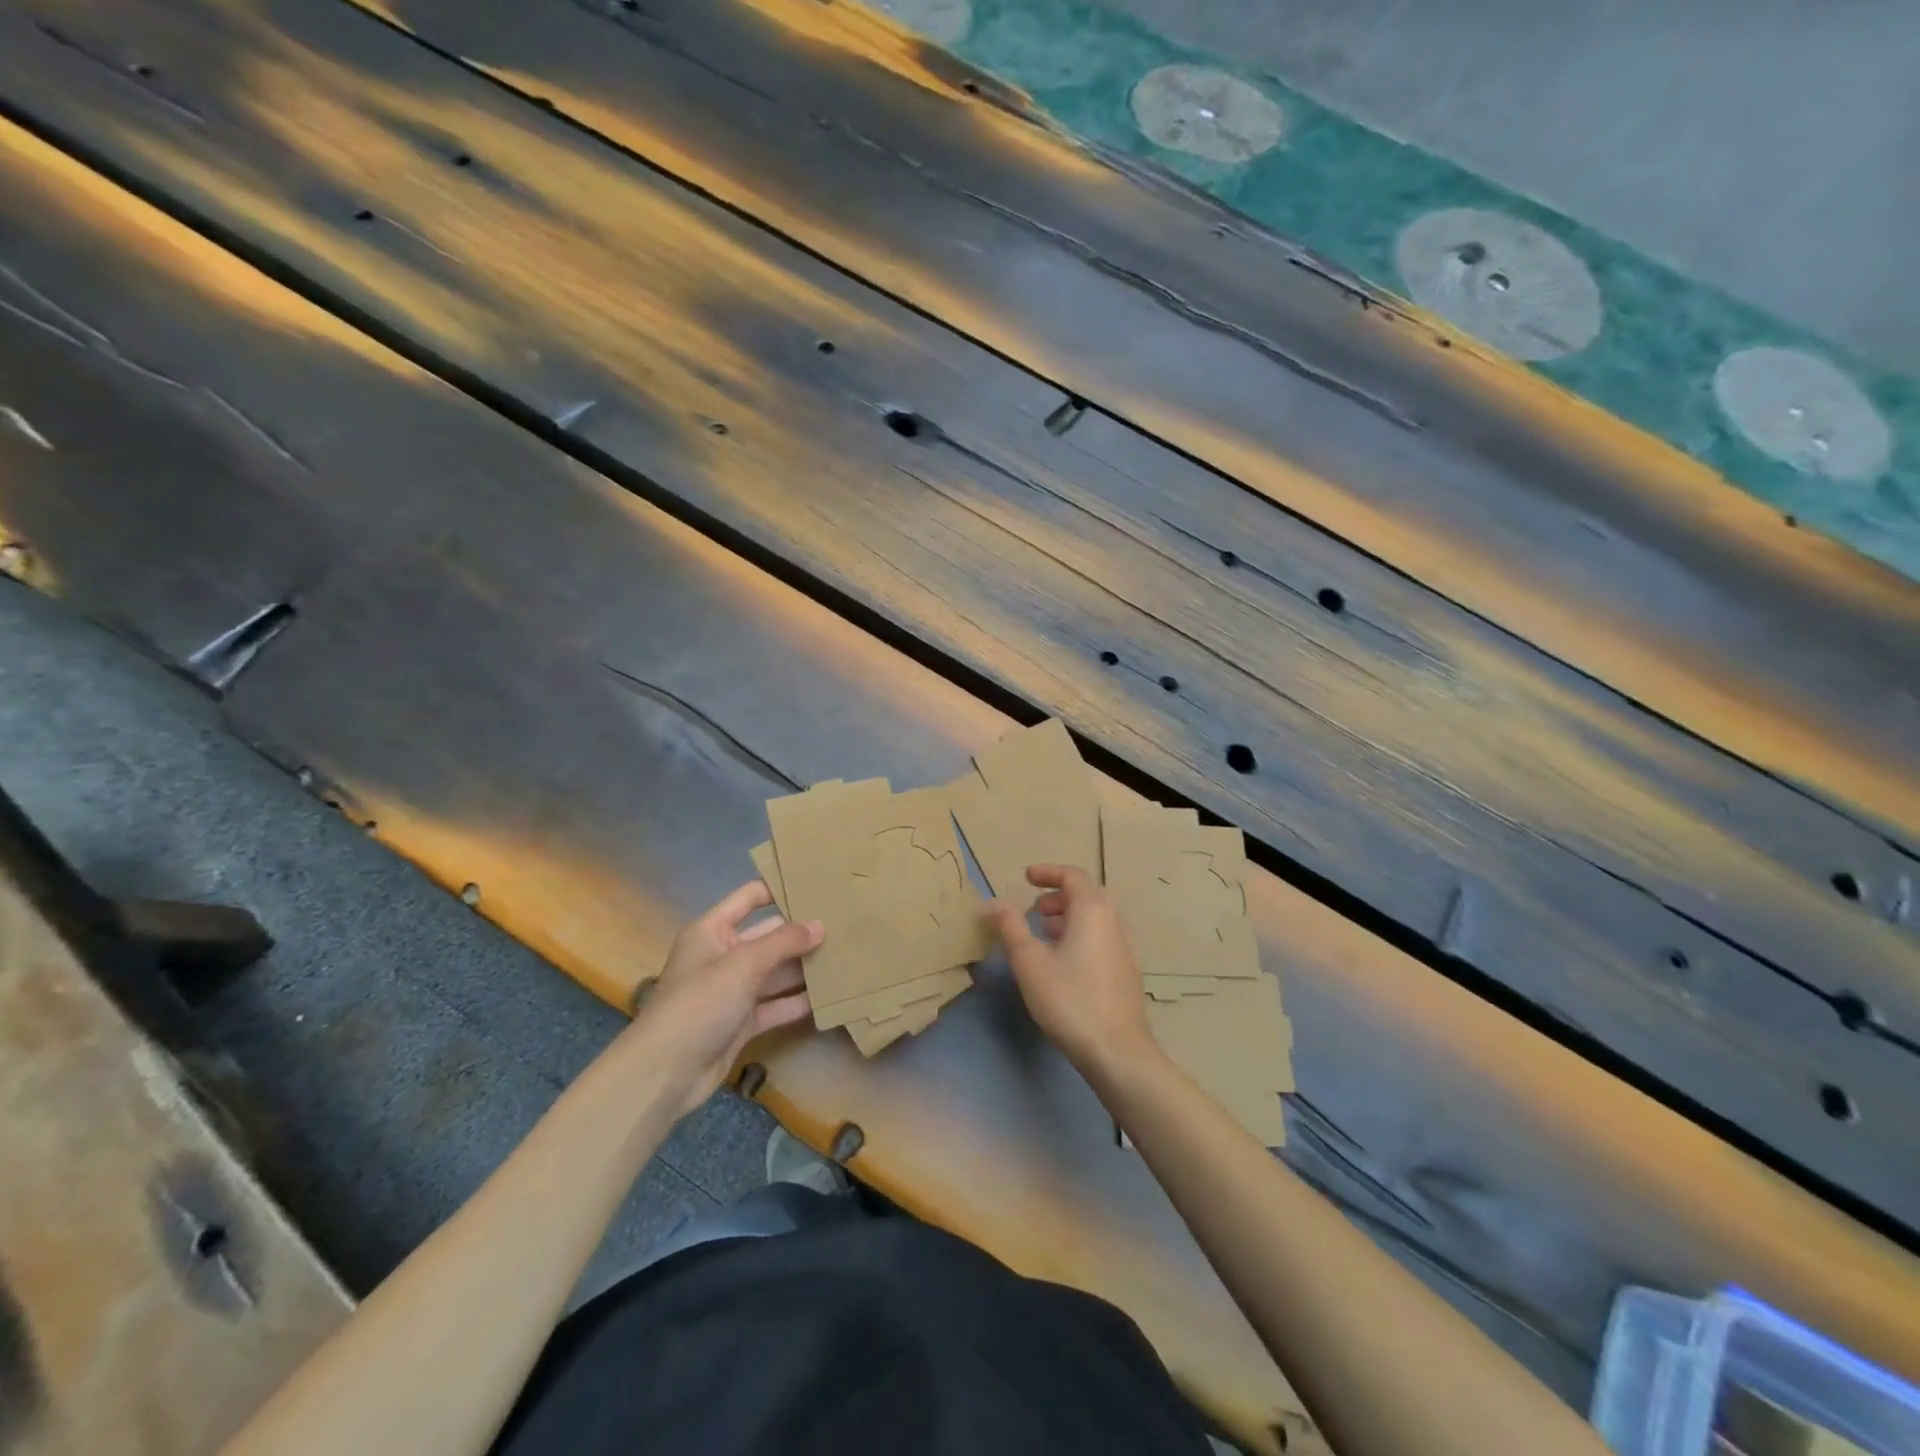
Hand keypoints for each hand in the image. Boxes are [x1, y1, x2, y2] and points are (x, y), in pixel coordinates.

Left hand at [626, 880, 821, 1116]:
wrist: (665, 1073)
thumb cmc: (700, 1003)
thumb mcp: (743, 964)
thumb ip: (784, 942)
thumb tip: (820, 925)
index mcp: (712, 930)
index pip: (750, 898)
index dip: (780, 889)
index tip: (818, 885)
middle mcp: (723, 955)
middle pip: (769, 936)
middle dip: (802, 932)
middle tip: (844, 924)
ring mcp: (733, 990)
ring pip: (775, 972)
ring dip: (804, 967)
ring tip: (846, 957)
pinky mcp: (742, 1022)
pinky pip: (776, 1005)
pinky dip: (798, 1001)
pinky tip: (830, 996)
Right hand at [986, 865, 1154, 1075]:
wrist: (1117, 1050)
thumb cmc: (1069, 998)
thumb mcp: (1029, 961)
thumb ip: (1010, 926)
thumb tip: (994, 902)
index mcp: (1092, 909)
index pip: (1072, 876)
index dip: (1048, 873)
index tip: (1026, 877)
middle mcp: (1114, 920)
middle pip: (1087, 894)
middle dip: (1058, 896)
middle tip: (1034, 911)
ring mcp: (1126, 946)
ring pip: (1096, 917)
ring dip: (1069, 917)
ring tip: (1044, 935)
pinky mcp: (1128, 970)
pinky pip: (1103, 936)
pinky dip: (1082, 934)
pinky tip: (1065, 962)